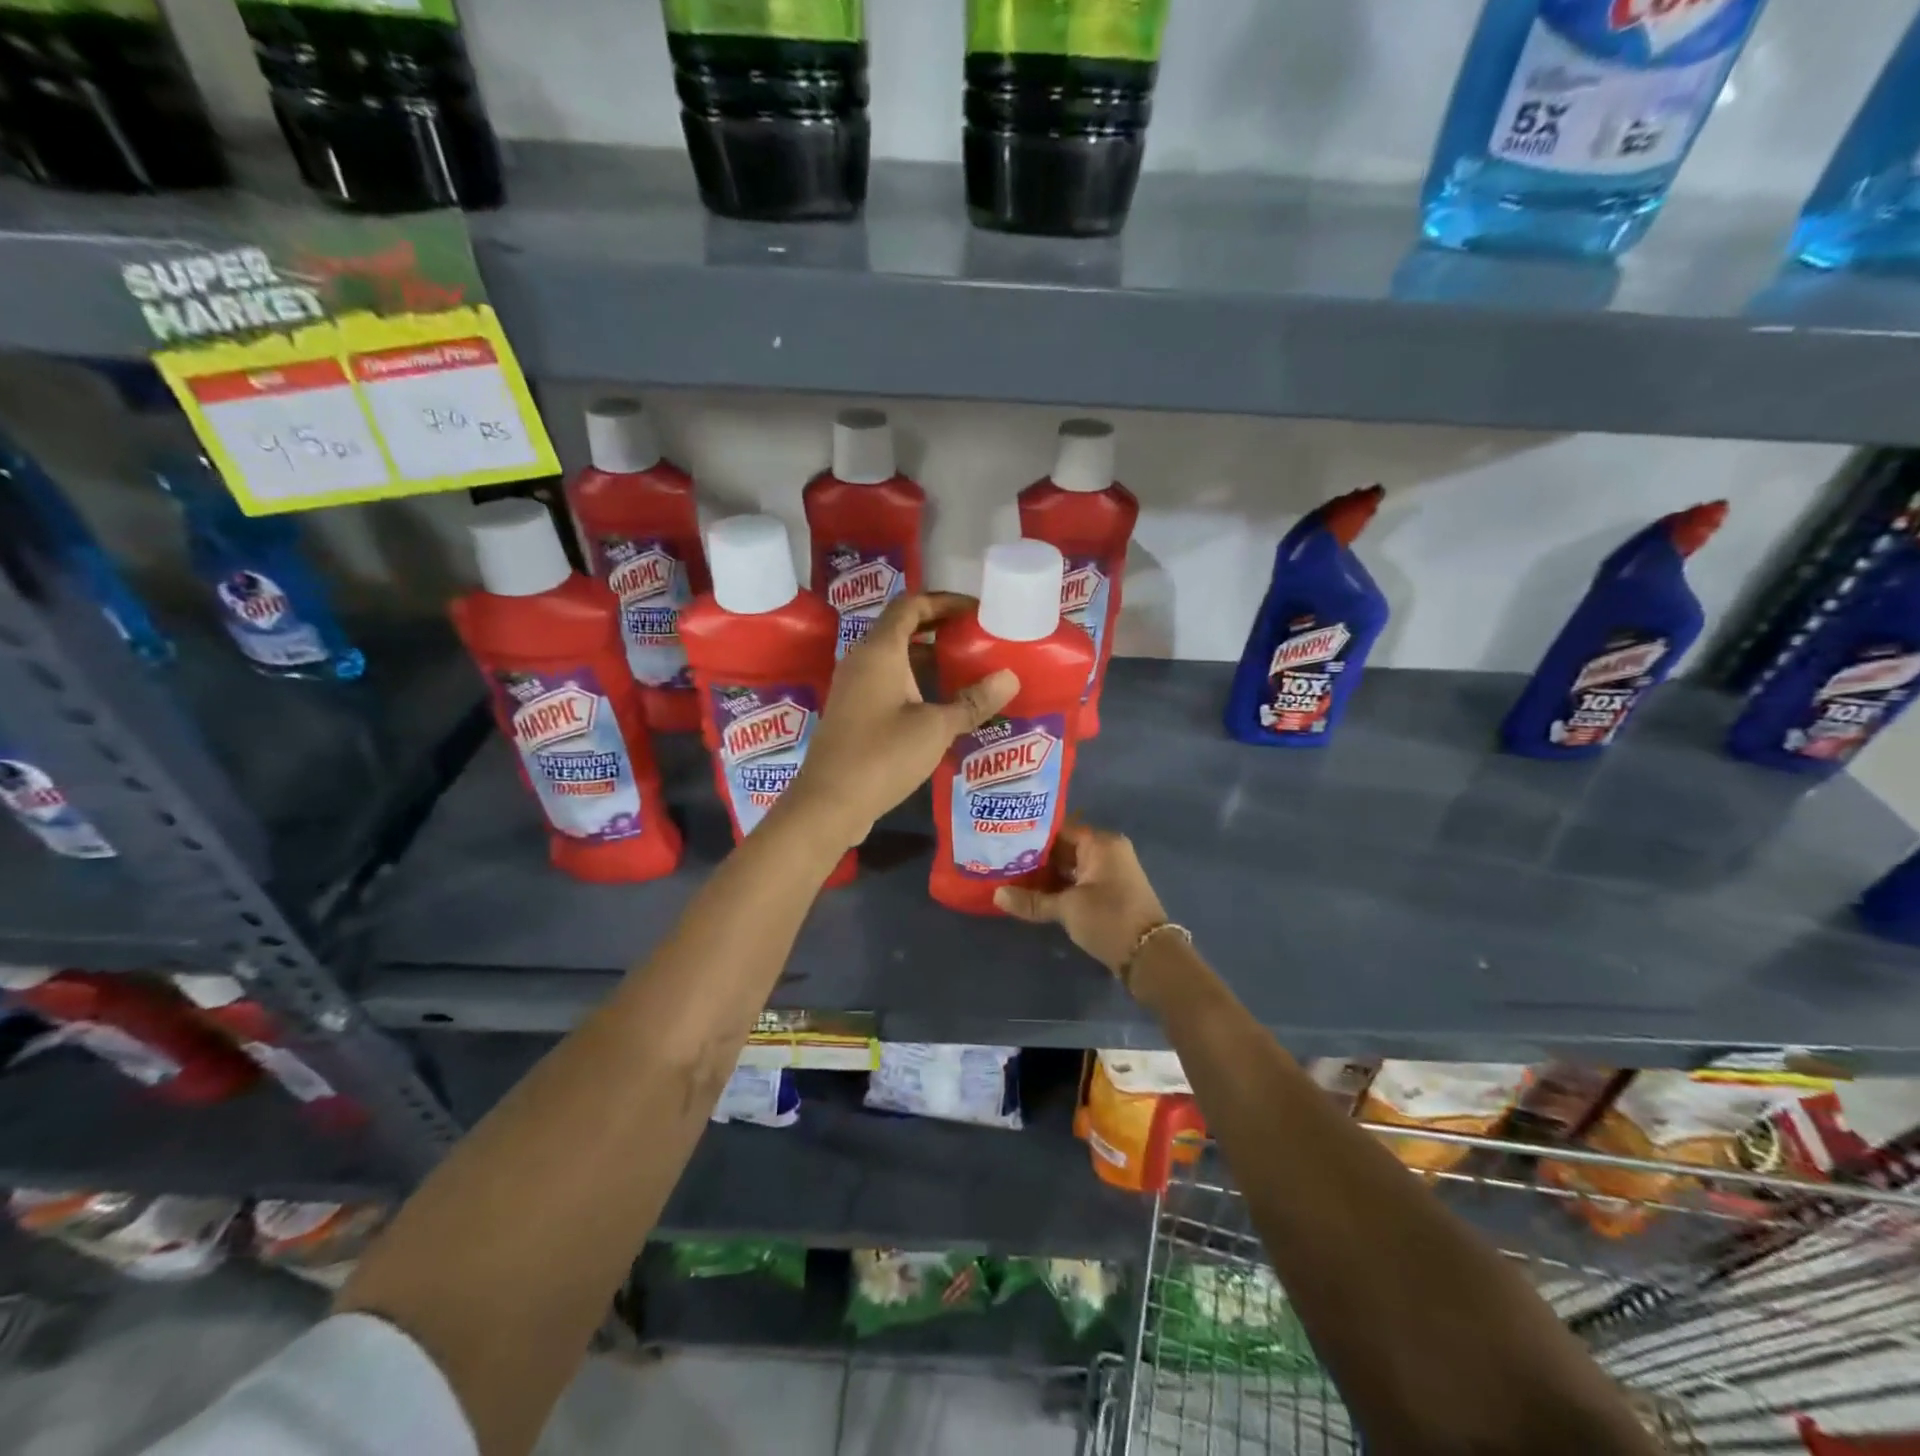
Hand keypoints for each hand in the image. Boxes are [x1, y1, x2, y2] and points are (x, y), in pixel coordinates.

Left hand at [782, 593, 1017, 850]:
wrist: (829, 803)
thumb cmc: (882, 756)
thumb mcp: (935, 728)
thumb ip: (972, 702)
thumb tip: (1009, 677)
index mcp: (879, 651)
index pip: (910, 606)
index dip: (943, 601)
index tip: (975, 610)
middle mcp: (861, 660)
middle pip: (900, 628)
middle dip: (938, 628)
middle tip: (974, 638)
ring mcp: (853, 687)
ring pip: (893, 658)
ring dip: (926, 658)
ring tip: (964, 668)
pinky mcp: (852, 712)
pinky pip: (886, 682)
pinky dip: (913, 682)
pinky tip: (938, 704)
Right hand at [994, 822, 1168, 979]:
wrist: (1149, 956)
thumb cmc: (1109, 919)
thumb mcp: (1067, 908)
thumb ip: (1031, 900)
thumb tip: (996, 894)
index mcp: (1101, 842)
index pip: (1059, 828)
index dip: (1031, 833)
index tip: (1004, 838)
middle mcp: (1107, 851)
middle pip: (1063, 847)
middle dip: (1034, 856)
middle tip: (1001, 859)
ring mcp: (1109, 872)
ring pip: (1069, 866)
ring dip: (1044, 874)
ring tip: (1010, 876)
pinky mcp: (1108, 892)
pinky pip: (1077, 880)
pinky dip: (1058, 886)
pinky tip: (1032, 893)